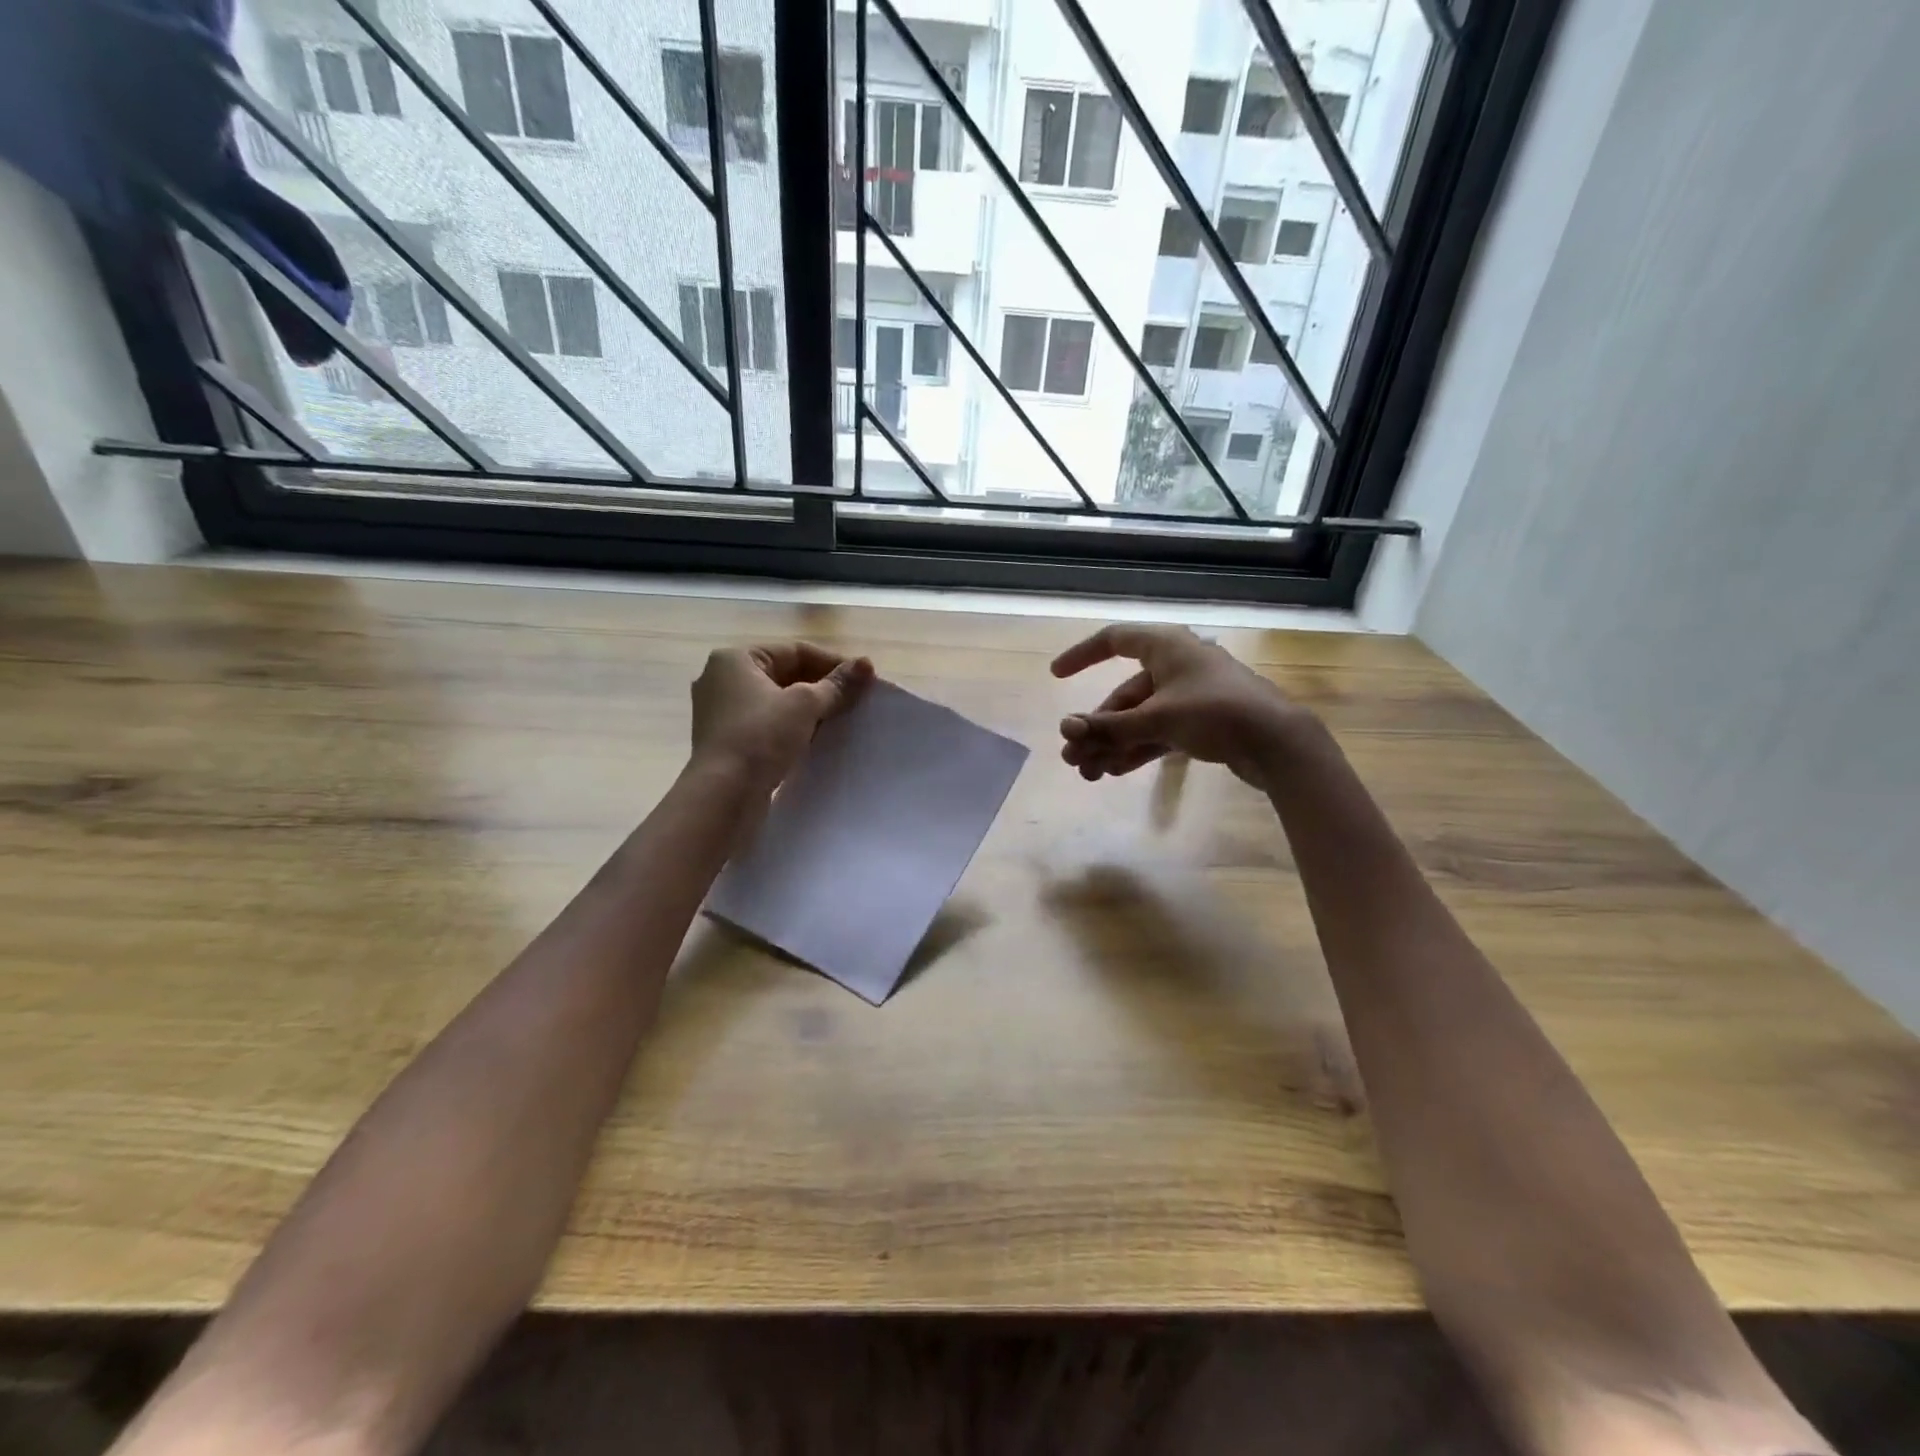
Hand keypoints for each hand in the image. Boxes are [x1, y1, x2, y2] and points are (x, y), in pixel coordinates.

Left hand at [691, 642, 873, 790]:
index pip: (794, 651)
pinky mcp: (727, 741)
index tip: (862, 680)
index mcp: (735, 659)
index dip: (832, 663)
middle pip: (785, 674)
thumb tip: (866, 664)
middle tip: (855, 701)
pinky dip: (791, 727)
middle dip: (821, 687)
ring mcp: (722, 712)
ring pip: (777, 701)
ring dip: (808, 709)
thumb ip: (837, 684)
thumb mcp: (805, 705)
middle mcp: (722, 679)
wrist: (724, 795)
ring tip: (840, 720)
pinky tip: (815, 739)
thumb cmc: (761, 737)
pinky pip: (767, 724)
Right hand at [1051, 624, 1306, 788]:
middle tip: (1072, 757)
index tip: (1057, 676)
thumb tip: (1066, 731)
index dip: (1082, 656)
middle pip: (1123, 694)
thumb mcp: (1157, 719)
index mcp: (1166, 646)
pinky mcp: (1200, 723)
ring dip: (1113, 744)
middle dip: (1096, 727)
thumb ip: (1109, 727)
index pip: (1113, 640)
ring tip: (1088, 773)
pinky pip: (1157, 732)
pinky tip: (1114, 771)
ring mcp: (1188, 695)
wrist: (1278, 742)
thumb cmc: (1216, 713)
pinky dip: (1137, 748)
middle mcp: (1174, 665)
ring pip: (1139, 718)